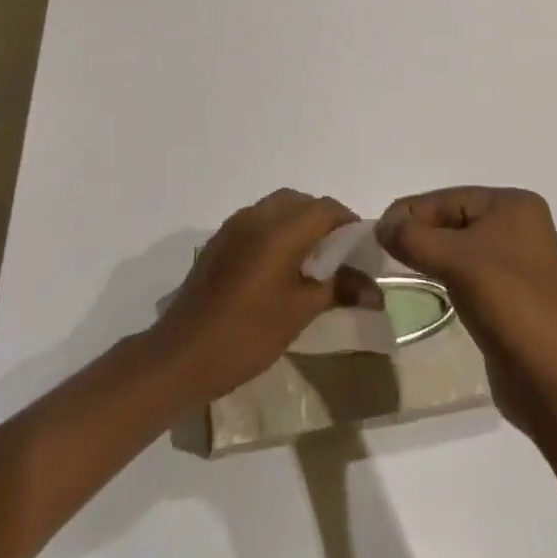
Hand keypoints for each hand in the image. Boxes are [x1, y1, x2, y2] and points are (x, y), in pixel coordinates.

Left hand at [151, 189, 370, 403]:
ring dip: (299, 224)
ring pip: (276, 208)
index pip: (324, 208)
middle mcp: (255, 216)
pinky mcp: (219, 242)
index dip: (348, 223)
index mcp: (278, 229)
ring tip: (312, 263)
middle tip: (340, 255)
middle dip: (323, 220)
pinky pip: (257, 222)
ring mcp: (233, 227)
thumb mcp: (299, 312)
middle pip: (300, 202)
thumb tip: (375, 290)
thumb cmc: (246, 334)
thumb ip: (338, 289)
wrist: (181, 355)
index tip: (363, 249)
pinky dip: (277, 232)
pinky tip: (280, 268)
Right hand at [376, 187, 556, 431]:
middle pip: (450, 219)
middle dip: (418, 233)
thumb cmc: (510, 305)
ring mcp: (514, 262)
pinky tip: (425, 285)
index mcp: (512, 205)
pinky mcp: (508, 294)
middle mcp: (517, 225)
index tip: (374, 234)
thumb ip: (412, 237)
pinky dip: (442, 275)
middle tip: (381, 251)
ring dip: (428, 255)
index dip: (409, 213)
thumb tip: (381, 227)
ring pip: (456, 247)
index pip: (446, 198)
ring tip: (398, 267)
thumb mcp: (455, 261)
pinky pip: (465, 272)